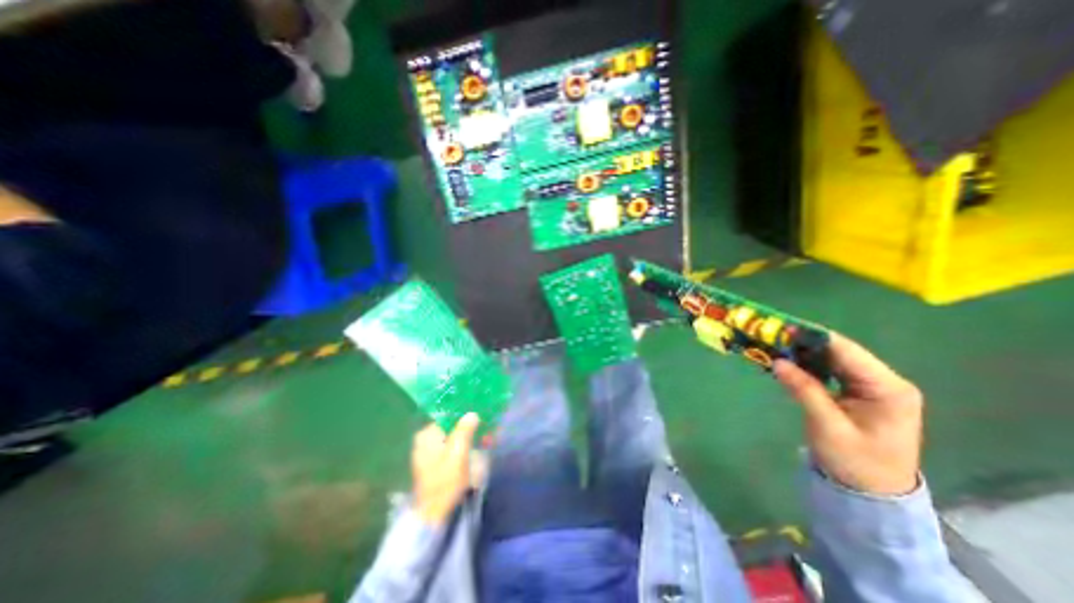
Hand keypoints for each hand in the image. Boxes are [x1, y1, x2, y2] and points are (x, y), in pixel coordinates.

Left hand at [411, 416, 479, 526]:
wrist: (434, 515)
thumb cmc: (445, 481)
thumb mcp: (458, 453)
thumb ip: (465, 430)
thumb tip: (472, 413)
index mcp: (427, 435)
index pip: (449, 416)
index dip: (468, 414)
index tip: (483, 415)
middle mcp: (427, 440)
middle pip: (454, 426)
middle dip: (473, 426)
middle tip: (491, 428)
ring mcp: (432, 451)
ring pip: (456, 436)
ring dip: (473, 436)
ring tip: (490, 438)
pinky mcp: (438, 462)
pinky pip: (455, 447)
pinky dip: (468, 445)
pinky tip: (482, 446)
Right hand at [772, 331, 923, 497]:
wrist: (871, 493)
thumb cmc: (856, 462)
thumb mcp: (828, 427)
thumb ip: (804, 390)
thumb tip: (778, 361)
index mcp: (888, 388)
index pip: (846, 351)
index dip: (812, 337)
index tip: (780, 327)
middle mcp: (883, 381)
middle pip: (838, 351)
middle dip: (803, 344)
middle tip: (770, 337)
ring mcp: (871, 386)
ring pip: (831, 358)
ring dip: (802, 353)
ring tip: (773, 347)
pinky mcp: (858, 391)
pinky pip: (828, 370)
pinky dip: (806, 365)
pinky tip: (787, 364)